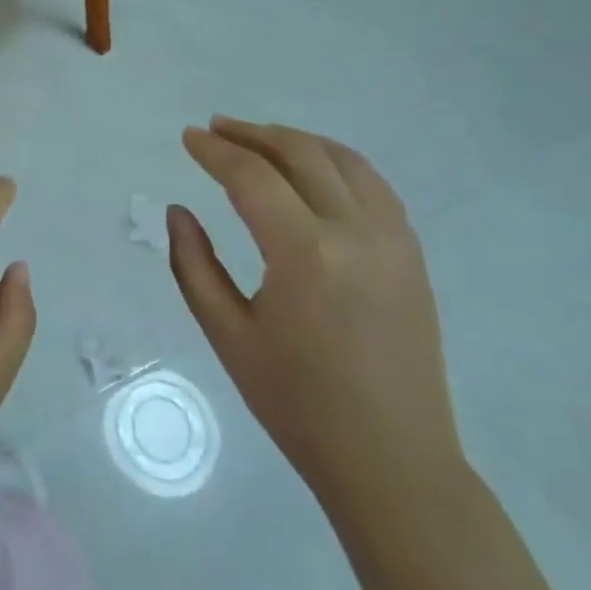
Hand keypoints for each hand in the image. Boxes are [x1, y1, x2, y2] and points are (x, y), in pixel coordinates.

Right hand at [168, 118, 465, 510]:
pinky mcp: (412, 253)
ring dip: (296, 141)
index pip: (252, 177)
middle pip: (301, 154)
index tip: (188, 137)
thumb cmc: (297, 403)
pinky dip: (334, 162)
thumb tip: (179, 211)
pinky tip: (311, 169)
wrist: (392, 460)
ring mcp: (394, 239)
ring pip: (343, 159)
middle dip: (253, 134)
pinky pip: (372, 184)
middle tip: (216, 129)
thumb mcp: (227, 335)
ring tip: (258, 139)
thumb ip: (194, 265)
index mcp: (305, 254)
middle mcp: (356, 232)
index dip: (215, 151)